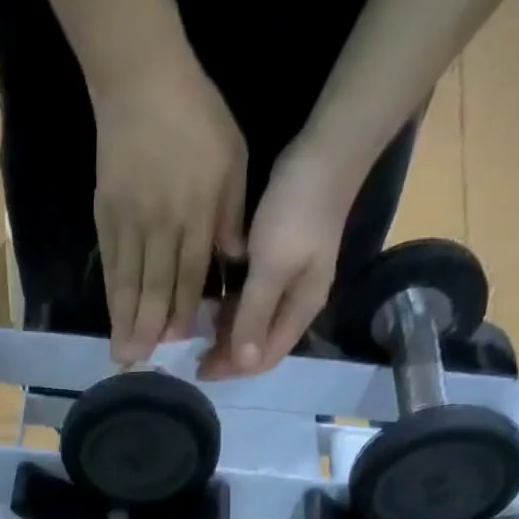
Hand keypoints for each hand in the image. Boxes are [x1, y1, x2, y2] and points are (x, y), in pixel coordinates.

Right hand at [92, 62, 247, 363]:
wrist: (139, 81)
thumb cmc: (195, 118)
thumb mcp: (232, 159)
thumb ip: (231, 213)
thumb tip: (233, 260)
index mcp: (195, 210)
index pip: (190, 270)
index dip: (183, 308)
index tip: (177, 340)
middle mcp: (160, 223)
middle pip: (154, 284)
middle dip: (148, 326)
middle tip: (140, 362)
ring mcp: (129, 221)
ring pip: (128, 280)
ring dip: (125, 320)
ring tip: (122, 353)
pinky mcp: (106, 216)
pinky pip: (110, 263)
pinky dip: (111, 293)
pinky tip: (112, 317)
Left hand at [199, 135, 362, 379]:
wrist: (327, 148)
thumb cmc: (298, 211)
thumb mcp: (272, 267)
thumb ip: (255, 315)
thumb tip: (243, 363)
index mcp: (300, 311)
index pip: (264, 358)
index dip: (232, 369)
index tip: (198, 369)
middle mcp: (295, 303)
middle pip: (258, 344)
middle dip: (227, 354)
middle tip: (191, 354)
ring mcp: (287, 281)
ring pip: (252, 322)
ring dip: (226, 331)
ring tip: (195, 331)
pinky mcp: (277, 259)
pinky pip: (250, 297)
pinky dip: (230, 307)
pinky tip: (209, 302)